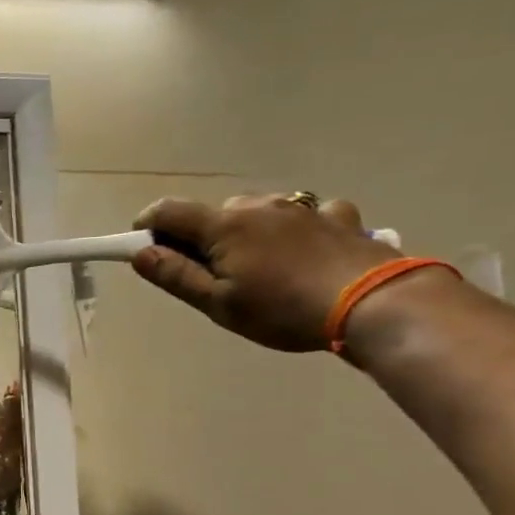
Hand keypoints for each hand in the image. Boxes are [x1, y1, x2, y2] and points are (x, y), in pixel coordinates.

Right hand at [131, 194, 409, 351]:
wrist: (374, 303)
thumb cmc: (283, 310)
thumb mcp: (219, 304)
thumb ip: (176, 276)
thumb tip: (140, 253)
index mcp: (223, 226)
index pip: (168, 211)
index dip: (147, 225)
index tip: (143, 247)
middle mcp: (258, 205)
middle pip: (213, 214)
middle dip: (201, 238)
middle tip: (211, 277)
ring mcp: (301, 207)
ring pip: (257, 213)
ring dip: (247, 233)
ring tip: (263, 271)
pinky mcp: (337, 216)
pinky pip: (304, 215)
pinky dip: (293, 230)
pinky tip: (306, 254)